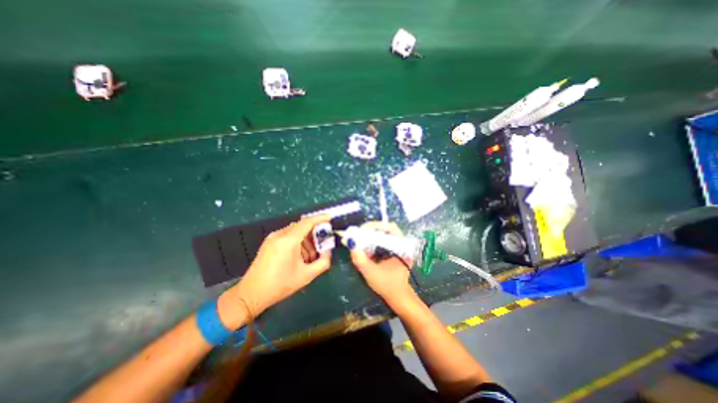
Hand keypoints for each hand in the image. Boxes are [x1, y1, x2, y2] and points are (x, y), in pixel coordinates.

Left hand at [220, 215, 331, 324]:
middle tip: (321, 246)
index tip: (330, 218)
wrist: (251, 294)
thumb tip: (328, 251)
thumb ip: (323, 262)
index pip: (307, 222)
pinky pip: (288, 236)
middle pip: (302, 227)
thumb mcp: (306, 276)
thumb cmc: (280, 285)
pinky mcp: (269, 242)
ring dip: (306, 240)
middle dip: (314, 235)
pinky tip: (299, 257)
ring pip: (295, 232)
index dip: (320, 218)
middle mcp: (280, 235)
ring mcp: (272, 238)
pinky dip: (297, 243)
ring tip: (309, 257)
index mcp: (289, 241)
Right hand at [349, 223, 415, 304]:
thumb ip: (359, 258)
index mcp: (400, 246)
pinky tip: (366, 245)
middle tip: (359, 234)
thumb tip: (351, 242)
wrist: (398, 296)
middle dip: (370, 230)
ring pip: (383, 233)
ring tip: (360, 238)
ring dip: (371, 234)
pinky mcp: (394, 249)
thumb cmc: (387, 285)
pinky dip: (373, 240)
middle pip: (385, 228)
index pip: (389, 227)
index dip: (374, 226)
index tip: (362, 231)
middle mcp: (401, 243)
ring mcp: (398, 246)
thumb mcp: (370, 272)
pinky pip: (383, 239)